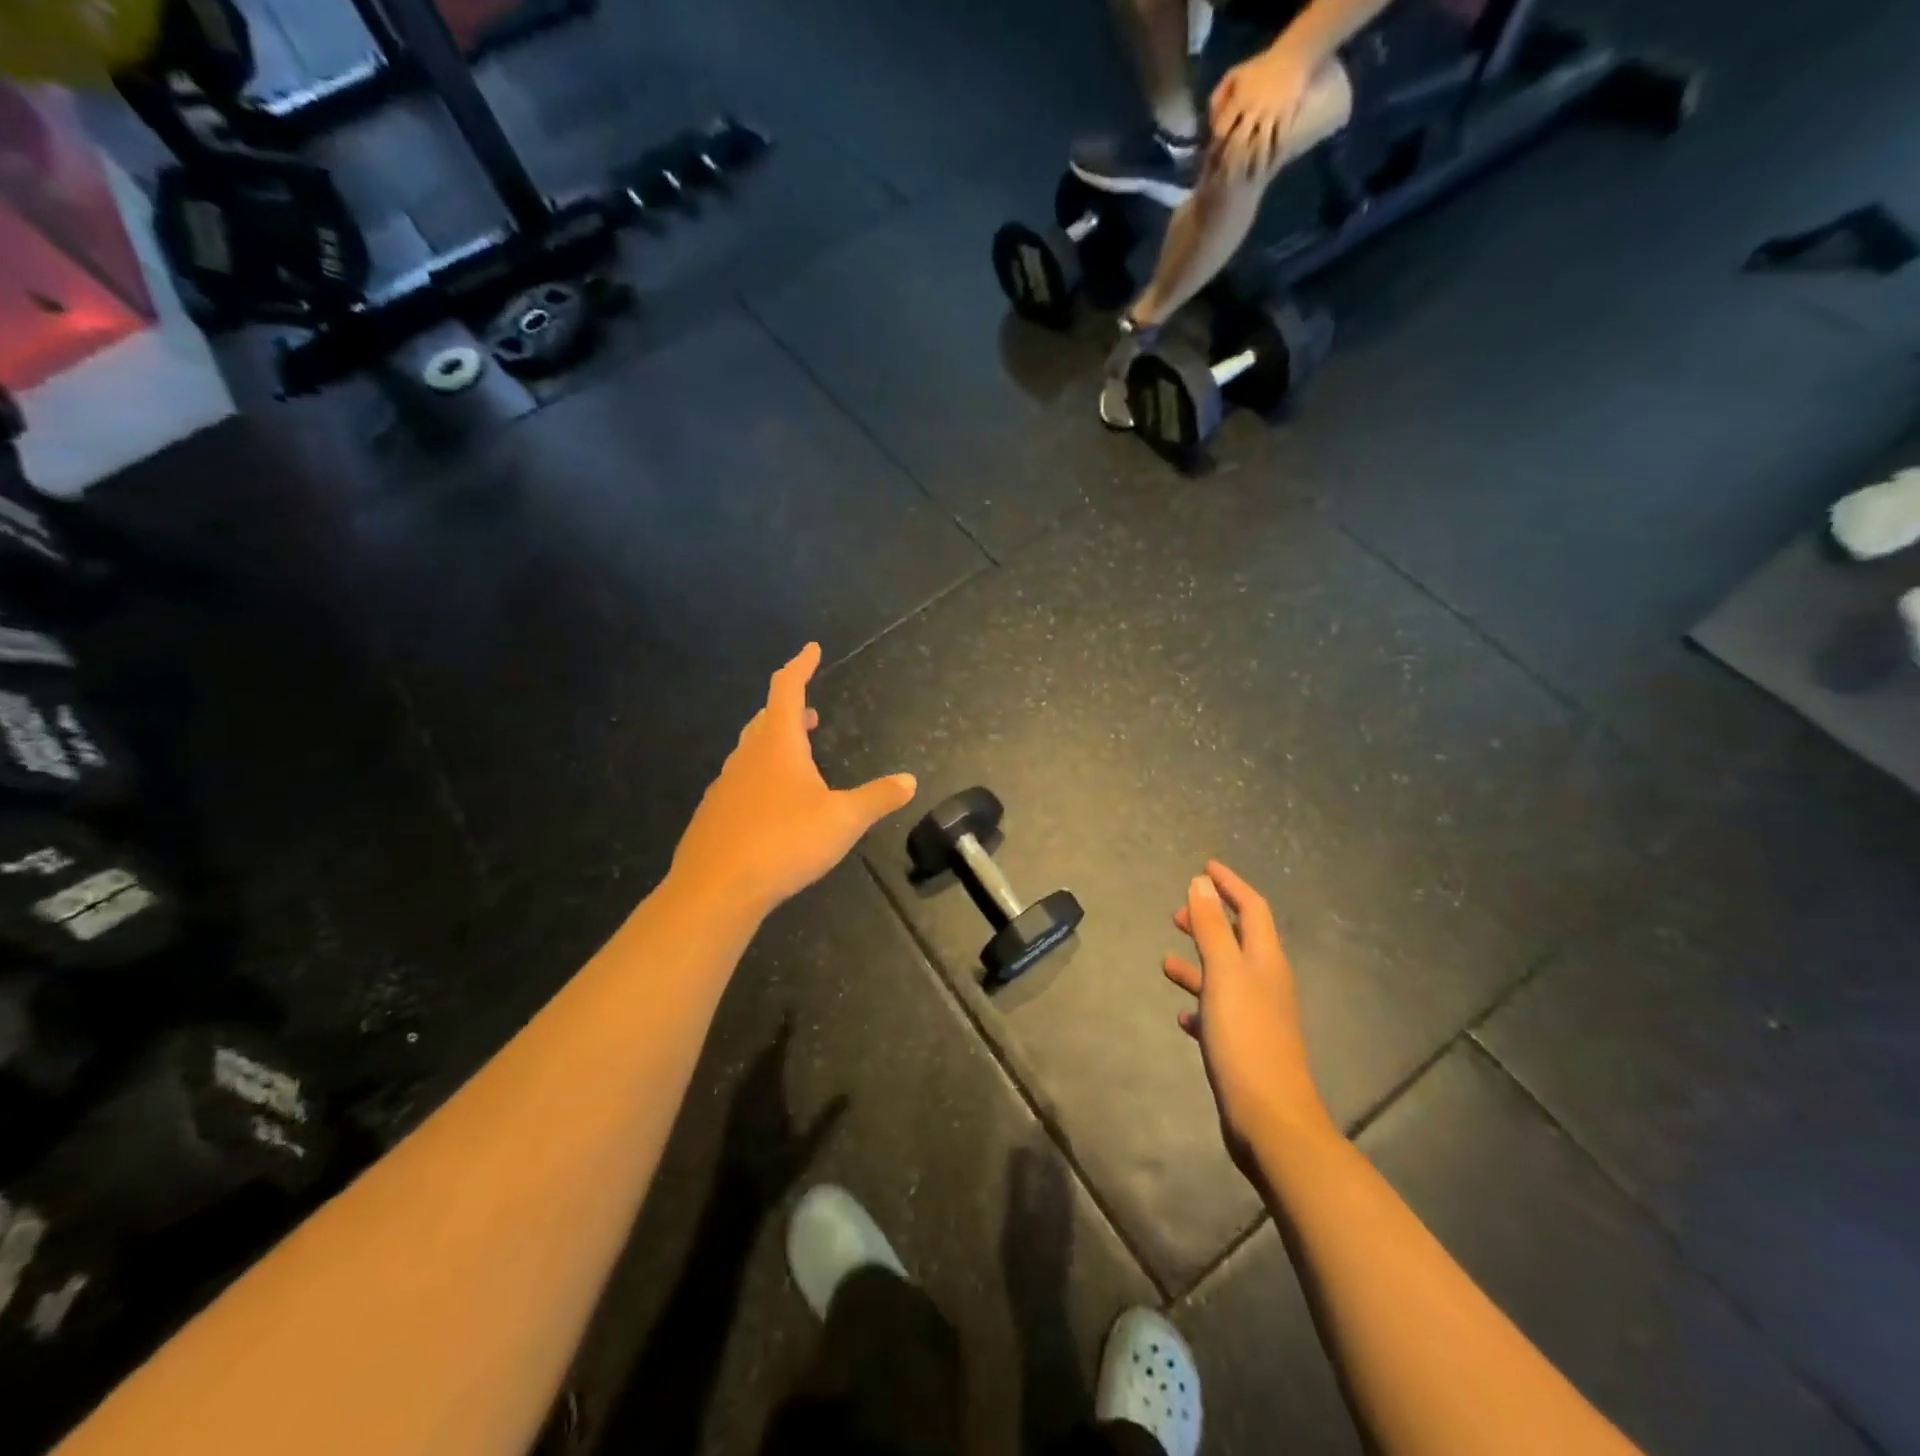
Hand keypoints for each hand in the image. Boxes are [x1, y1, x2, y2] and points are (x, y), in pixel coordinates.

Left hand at [670, 644, 915, 917]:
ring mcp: (725, 785)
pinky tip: (771, 805)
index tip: (811, 649)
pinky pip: (740, 782)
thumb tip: (909, 781)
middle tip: (812, 713)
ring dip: (775, 744)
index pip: (788, 690)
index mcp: (778, 745)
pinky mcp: (714, 814)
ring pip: (751, 751)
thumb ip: (877, 798)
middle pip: (766, 719)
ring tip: (797, 757)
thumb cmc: (784, 843)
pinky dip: (760, 777)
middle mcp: (747, 756)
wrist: (715, 889)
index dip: (801, 666)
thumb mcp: (843, 821)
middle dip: (790, 710)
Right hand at [1164, 862, 1330, 1170]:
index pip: (1252, 908)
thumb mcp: (1223, 974)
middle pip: (1239, 940)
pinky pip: (1220, 1014)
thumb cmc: (1245, 1038)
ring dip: (1199, 963)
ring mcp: (1258, 1017)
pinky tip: (1183, 1017)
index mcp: (1266, 961)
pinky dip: (1201, 1005)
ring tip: (1166, 961)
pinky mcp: (1246, 1047)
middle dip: (1210, 922)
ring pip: (1225, 977)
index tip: (1205, 866)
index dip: (1230, 885)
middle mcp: (1267, 983)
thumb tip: (1201, 881)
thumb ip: (1211, 928)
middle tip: (1176, 914)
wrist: (1270, 1119)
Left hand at [1209, 42, 1316, 182]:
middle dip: (1231, 164)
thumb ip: (1218, 97)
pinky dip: (1274, 156)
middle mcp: (1254, 108)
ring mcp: (1272, 113)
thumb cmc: (1259, 68)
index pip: (1222, 129)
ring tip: (1248, 183)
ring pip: (1260, 145)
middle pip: (1239, 142)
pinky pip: (1280, 140)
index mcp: (1239, 99)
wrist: (1293, 54)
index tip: (1210, 163)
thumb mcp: (1234, 75)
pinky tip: (1270, 171)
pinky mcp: (1287, 115)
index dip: (1215, 147)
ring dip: (1254, 166)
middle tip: (1225, 184)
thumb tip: (1208, 122)